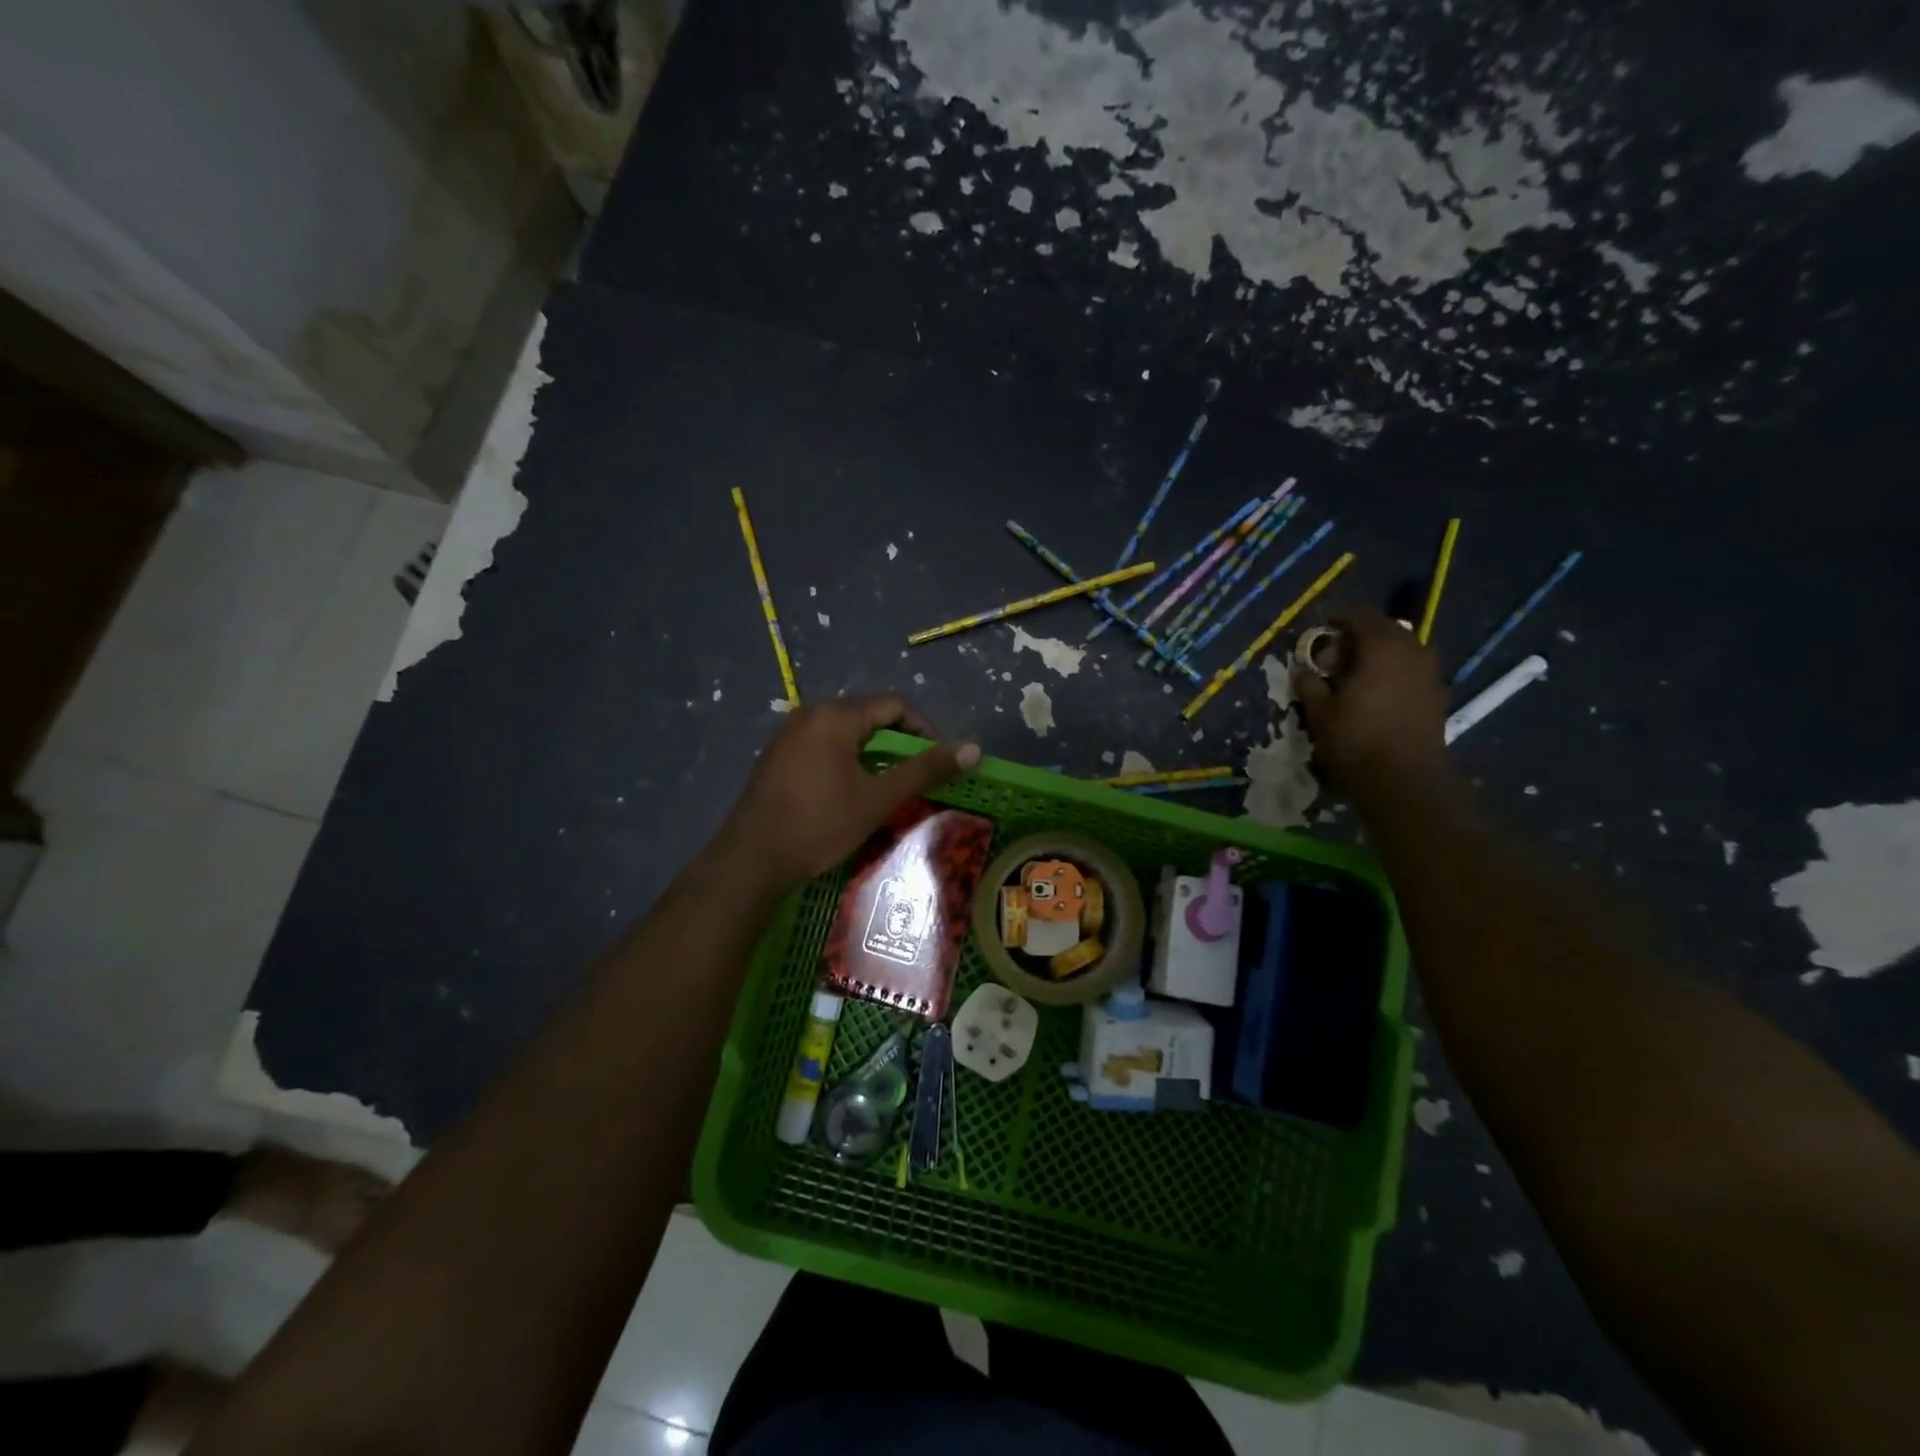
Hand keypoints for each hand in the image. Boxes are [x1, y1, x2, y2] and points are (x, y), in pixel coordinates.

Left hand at [717, 695, 979, 890]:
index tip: (937, 761)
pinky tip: (846, 792)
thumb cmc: (820, 824)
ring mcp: (787, 734)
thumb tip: (974, 748)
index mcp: (836, 716)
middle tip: (913, 777)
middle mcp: (810, 713)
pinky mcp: (775, 756)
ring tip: (884, 787)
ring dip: (871, 753)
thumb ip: (925, 769)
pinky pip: (821, 746)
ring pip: (844, 733)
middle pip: (868, 716)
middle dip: (897, 742)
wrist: (751, 859)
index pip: (894, 705)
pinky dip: (844, 760)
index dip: (924, 729)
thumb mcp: (878, 798)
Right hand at [1292, 608, 1451, 796]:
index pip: (1360, 616)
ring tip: (1356, 674)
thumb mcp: (1320, 713)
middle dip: (1359, 637)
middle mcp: (1412, 651)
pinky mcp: (1438, 696)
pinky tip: (1377, 694)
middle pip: (1385, 630)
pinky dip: (1394, 673)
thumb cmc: (1356, 741)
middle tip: (1334, 655)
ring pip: (1402, 650)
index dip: (1337, 618)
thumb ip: (1310, 685)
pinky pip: (1412, 671)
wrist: (1405, 781)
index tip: (1319, 629)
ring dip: (1379, 655)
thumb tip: (1302, 670)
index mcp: (1382, 646)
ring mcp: (1430, 673)